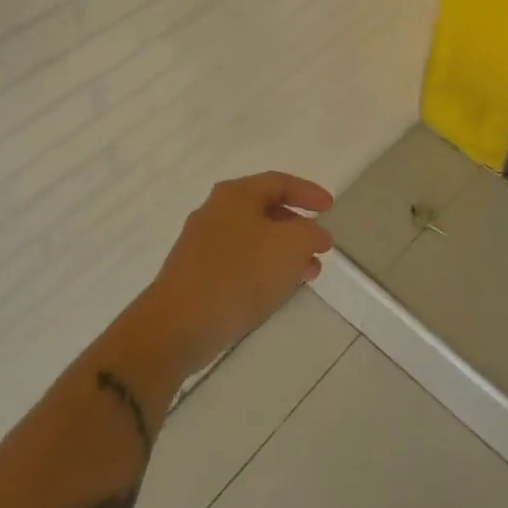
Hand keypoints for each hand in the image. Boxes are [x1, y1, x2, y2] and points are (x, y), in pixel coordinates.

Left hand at [136, 172, 335, 374]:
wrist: (178, 325)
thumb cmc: (240, 274)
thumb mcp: (292, 246)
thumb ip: (311, 233)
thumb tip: (315, 234)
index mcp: (236, 195)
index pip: (279, 182)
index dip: (308, 192)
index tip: (330, 207)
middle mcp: (216, 212)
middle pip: (265, 210)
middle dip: (297, 228)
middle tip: (319, 246)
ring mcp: (201, 244)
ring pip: (254, 240)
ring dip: (283, 253)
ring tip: (307, 275)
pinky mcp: (195, 275)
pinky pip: (239, 263)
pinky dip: (263, 270)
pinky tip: (276, 290)